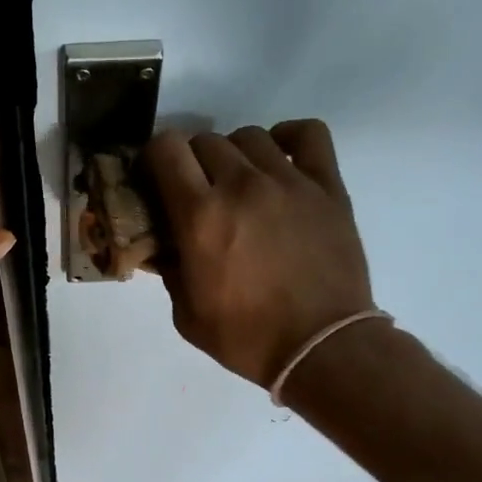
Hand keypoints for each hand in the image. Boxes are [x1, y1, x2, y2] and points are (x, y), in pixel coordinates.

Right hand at [143, 120, 376, 386]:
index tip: (156, 181)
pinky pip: (307, 134)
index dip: (154, 159)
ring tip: (238, 183)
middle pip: (205, 141)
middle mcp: (241, 185)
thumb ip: (169, 269)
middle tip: (196, 193)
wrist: (320, 347)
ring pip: (249, 136)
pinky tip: (280, 160)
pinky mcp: (327, 186)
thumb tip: (163, 244)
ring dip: (234, 154)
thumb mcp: (186, 315)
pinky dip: (288, 138)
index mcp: (200, 216)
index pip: (166, 149)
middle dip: (191, 163)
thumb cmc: (246, 338)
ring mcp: (289, 181)